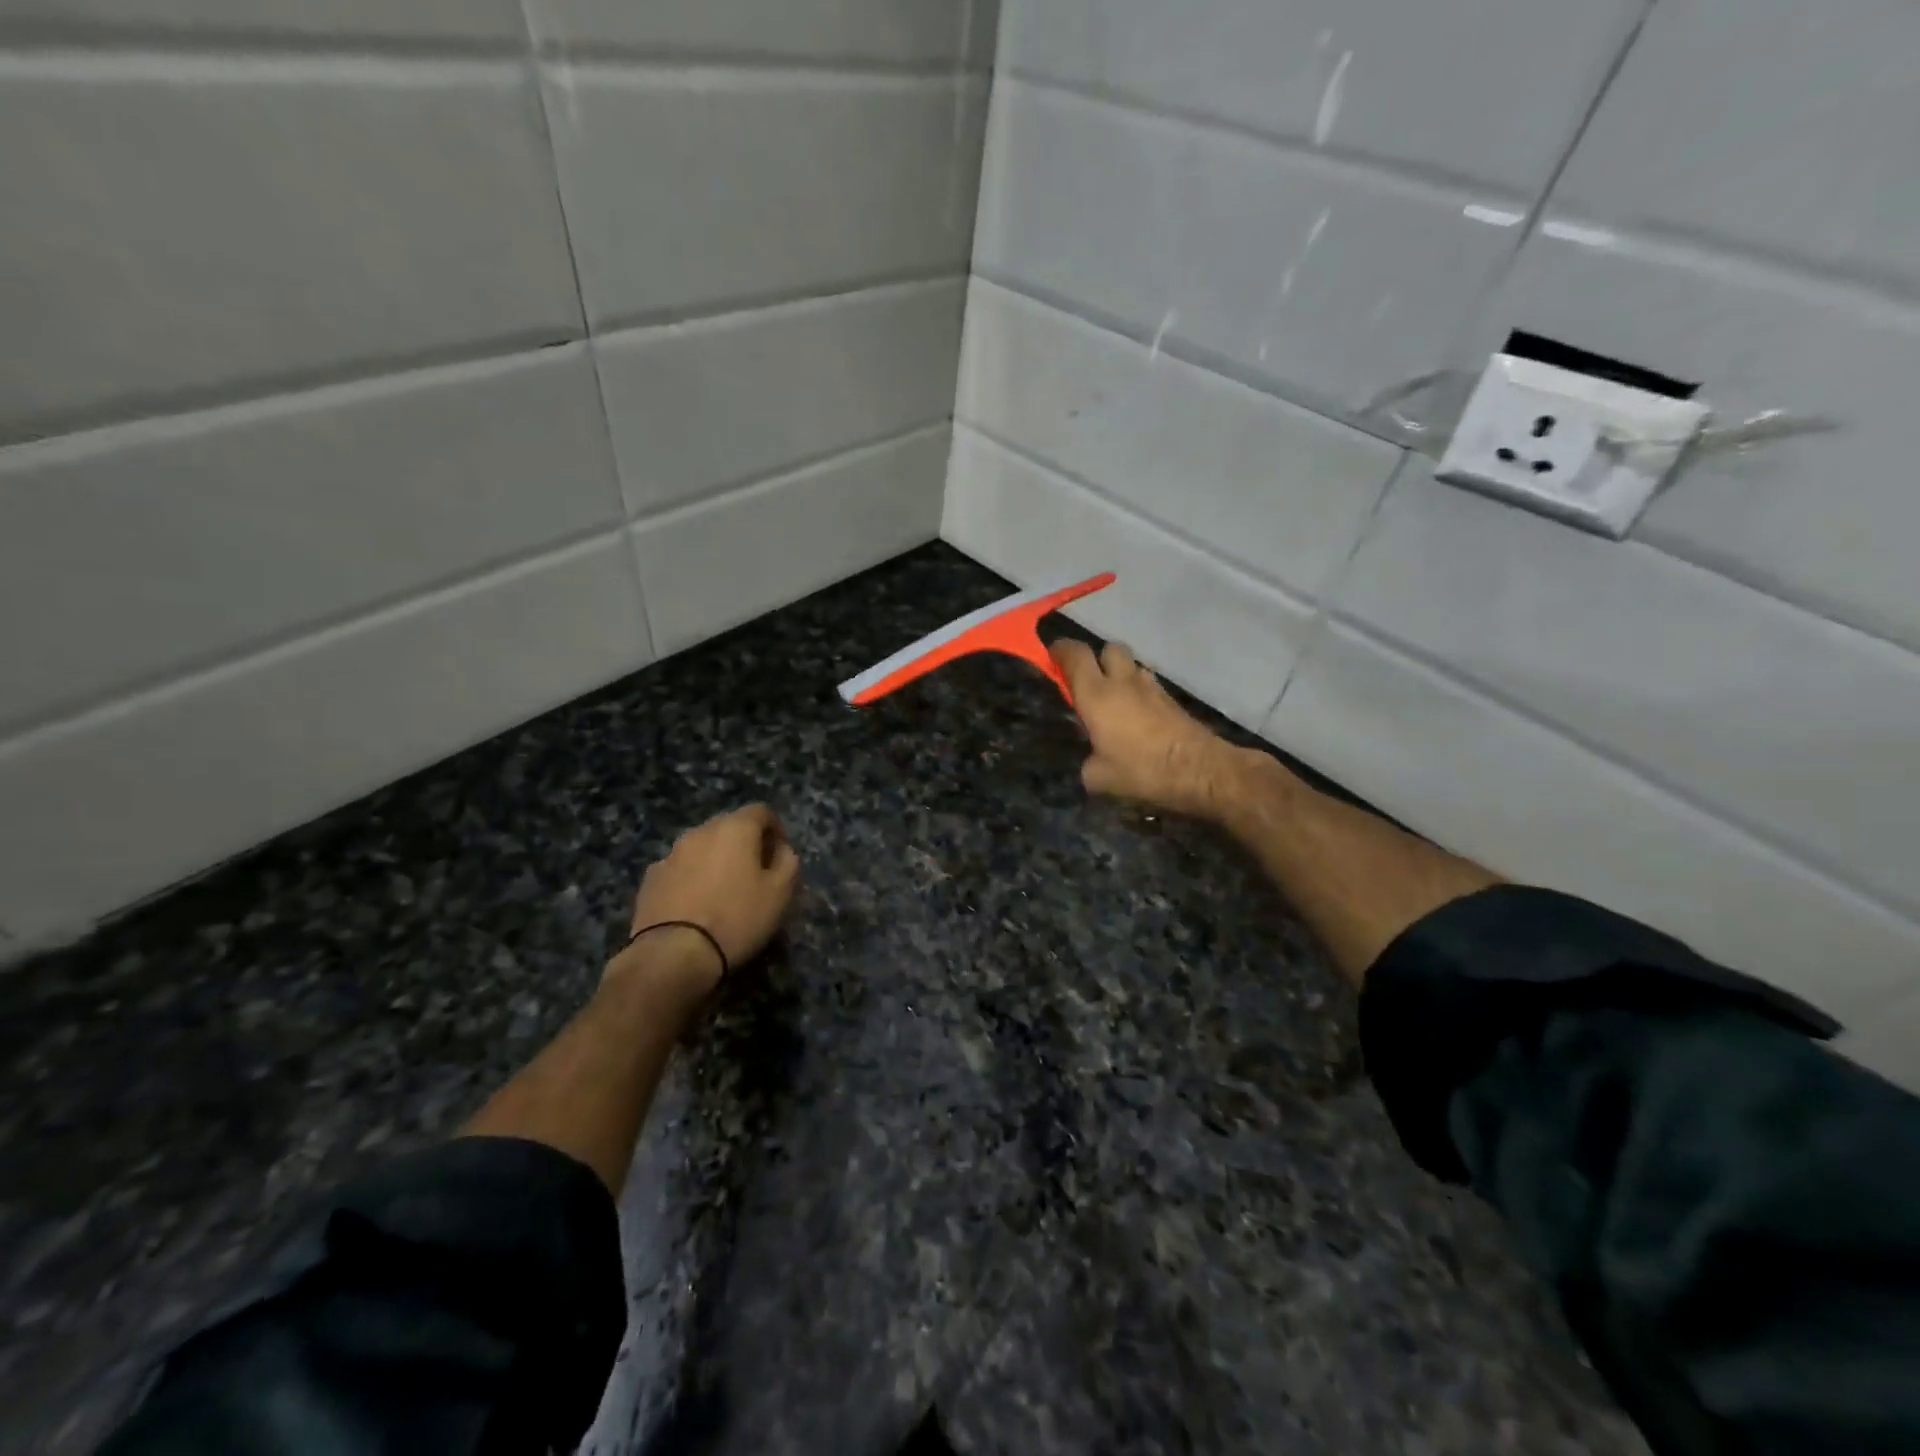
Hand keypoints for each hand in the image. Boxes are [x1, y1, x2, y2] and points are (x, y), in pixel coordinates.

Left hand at [613, 805, 800, 1008]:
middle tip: (755, 874)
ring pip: (702, 848)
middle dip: (745, 844)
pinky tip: (695, 906)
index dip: (776, 830)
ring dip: (716, 861)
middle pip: (729, 827)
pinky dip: (691, 879)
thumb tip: (780, 849)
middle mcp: (700, 831)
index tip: (781, 856)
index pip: (761, 811)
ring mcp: (670, 854)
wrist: (673, 955)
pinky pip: (680, 869)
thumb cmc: (737, 918)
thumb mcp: (780, 893)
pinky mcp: (650, 879)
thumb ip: (788, 862)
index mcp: (734, 828)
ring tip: (723, 892)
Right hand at [1051, 639, 1239, 818]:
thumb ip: (1087, 762)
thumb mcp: (1098, 778)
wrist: (1201, 771)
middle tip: (1088, 681)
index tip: (1051, 655)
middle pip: (1108, 648)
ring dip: (1120, 675)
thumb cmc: (1142, 770)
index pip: (1074, 654)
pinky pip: (1148, 685)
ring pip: (1131, 665)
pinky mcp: (1172, 700)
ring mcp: (1151, 687)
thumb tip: (1091, 760)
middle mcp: (1123, 682)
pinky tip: (1136, 716)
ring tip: (1113, 701)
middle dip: (1096, 658)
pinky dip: (1138, 693)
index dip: (1060, 650)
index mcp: (1096, 694)